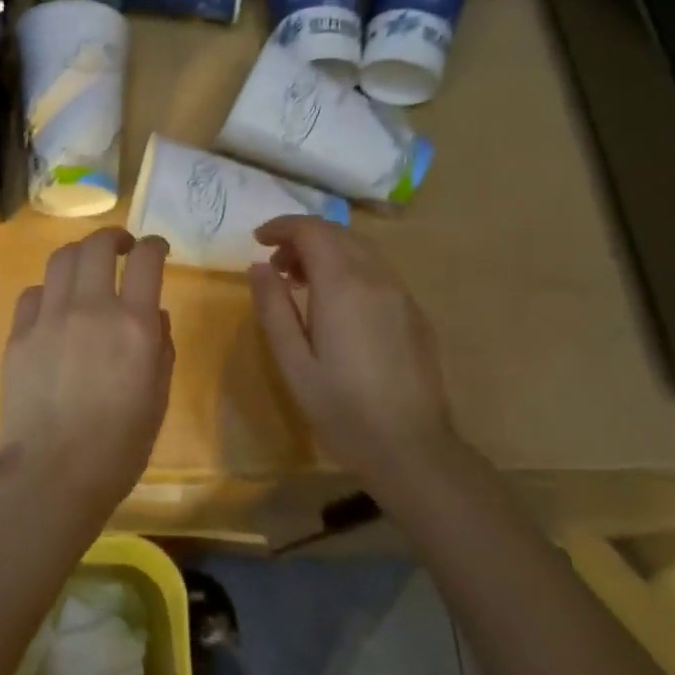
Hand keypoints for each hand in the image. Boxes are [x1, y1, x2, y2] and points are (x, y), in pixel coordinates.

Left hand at [0, 228, 175, 517]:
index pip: (146, 259)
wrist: (54, 473)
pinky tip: (54, 307)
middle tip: (121, 247)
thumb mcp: (158, 397)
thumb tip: (154, 314)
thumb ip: (161, 347)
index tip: (156, 248)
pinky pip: (33, 293)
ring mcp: (49, 317)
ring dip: (79, 254)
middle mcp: (90, 308)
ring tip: (87, 268)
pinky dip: (49, 290)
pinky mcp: (18, 334)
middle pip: (97, 245)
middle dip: (113, 237)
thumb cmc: (120, 445)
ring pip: (61, 259)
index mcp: (133, 324)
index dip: (153, 245)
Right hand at [247, 215, 455, 489]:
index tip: (259, 240)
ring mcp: (402, 294)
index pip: (312, 231)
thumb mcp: (293, 361)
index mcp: (343, 286)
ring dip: (327, 251)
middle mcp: (376, 278)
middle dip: (302, 238)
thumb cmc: (342, 408)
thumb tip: (259, 267)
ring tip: (303, 283)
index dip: (282, 226)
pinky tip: (338, 304)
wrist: (411, 447)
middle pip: (337, 233)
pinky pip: (378, 271)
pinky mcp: (415, 313)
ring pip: (361, 250)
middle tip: (277, 267)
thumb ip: (273, 307)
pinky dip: (350, 268)